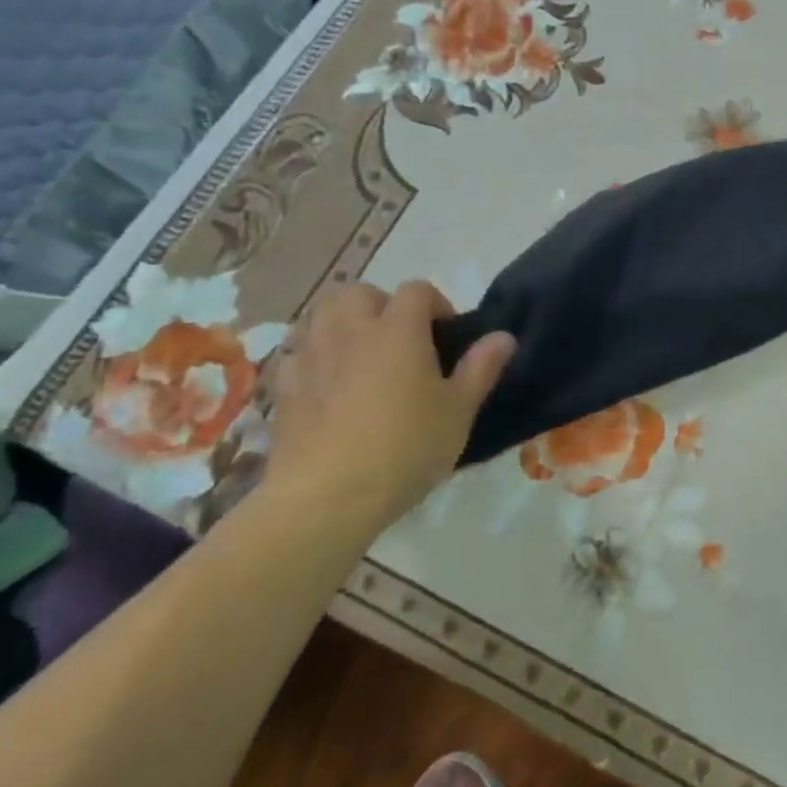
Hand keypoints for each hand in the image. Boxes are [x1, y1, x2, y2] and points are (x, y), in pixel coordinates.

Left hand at [266, 281, 514, 527]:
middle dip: (380, 305)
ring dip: (341, 325)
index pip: (417, 290)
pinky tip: (324, 386)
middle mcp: (351, 331)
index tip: (446, 337)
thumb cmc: (405, 448)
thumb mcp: (459, 411)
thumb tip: (504, 336)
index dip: (436, 304)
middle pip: (359, 292)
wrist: (326, 496)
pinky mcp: (282, 389)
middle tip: (399, 341)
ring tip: (360, 356)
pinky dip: (310, 359)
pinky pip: (294, 356)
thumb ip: (482, 368)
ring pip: (320, 316)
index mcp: (398, 329)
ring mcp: (311, 357)